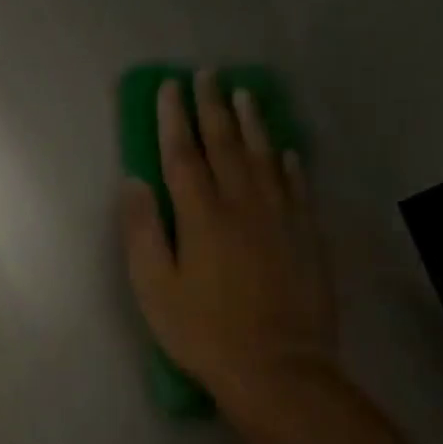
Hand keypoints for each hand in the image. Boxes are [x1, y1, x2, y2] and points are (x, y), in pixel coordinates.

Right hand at [121, 70, 337, 415]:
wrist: (277, 368)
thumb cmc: (202, 331)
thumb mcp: (153, 287)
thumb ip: (142, 231)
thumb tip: (134, 182)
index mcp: (202, 217)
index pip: (183, 155)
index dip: (174, 118)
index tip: (169, 87)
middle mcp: (244, 206)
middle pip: (227, 146)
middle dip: (213, 108)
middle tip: (207, 75)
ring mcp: (282, 219)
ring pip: (266, 158)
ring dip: (253, 123)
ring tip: (245, 94)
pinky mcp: (308, 238)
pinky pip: (299, 188)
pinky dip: (290, 163)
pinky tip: (286, 150)